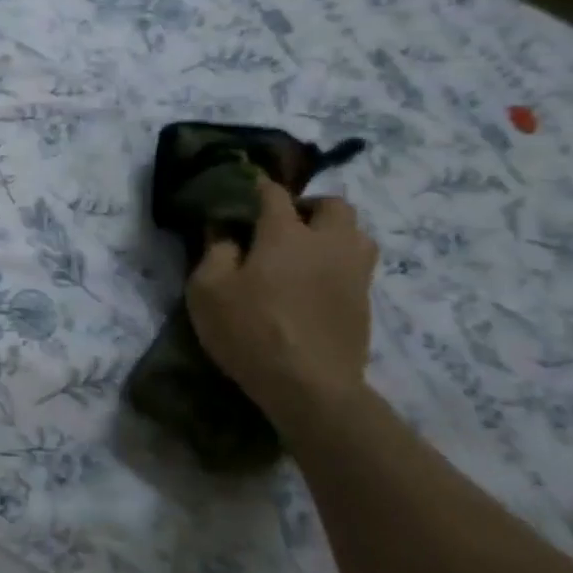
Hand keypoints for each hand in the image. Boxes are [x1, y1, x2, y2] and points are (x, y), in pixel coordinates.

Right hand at [185, 176, 377, 438]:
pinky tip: (315, 282)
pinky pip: (357, 265)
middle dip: (310, 205)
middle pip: (334, 205)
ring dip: (334, 232)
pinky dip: (339, 262)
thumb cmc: (251, 330)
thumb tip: (223, 230)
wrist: (310, 387)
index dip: (259, 186)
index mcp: (286, 233)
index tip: (245, 188)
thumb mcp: (208, 290)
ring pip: (357, 233)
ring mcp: (353, 273)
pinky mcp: (364, 302)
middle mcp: (327, 243)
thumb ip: (214, 252)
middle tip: (284, 223)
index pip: (275, 193)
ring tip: (307, 250)